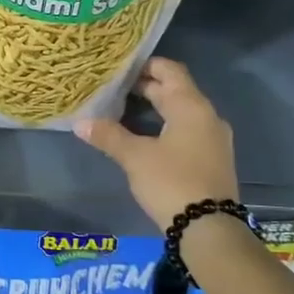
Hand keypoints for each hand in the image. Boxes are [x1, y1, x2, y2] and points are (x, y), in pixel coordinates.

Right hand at [73, 58, 239, 230]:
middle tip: (114, 87)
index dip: (145, 65)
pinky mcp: (212, 159)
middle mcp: (207, 117)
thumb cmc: (172, 182)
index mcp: (191, 107)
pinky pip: (188, 130)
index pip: (170, 70)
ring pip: (182, 112)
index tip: (120, 67)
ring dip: (156, 107)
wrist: (209, 228)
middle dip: (147, 87)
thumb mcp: (135, 158)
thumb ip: (108, 136)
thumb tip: (80, 122)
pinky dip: (166, 125)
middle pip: (176, 90)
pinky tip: (146, 137)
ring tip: (124, 110)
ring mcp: (213, 139)